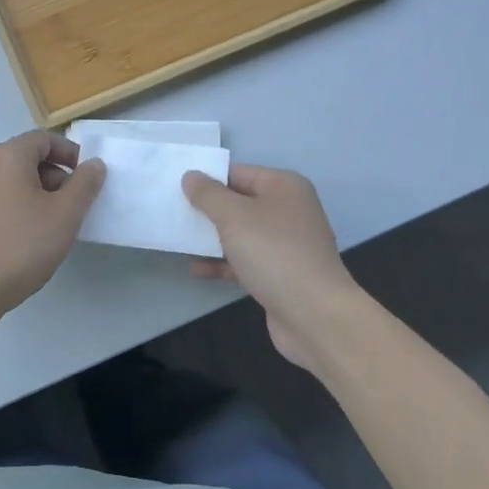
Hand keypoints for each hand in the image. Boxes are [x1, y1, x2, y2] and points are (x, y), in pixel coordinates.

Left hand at [0, 131, 105, 327]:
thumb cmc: (24, 244)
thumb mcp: (66, 213)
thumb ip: (84, 184)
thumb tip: (93, 165)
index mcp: (8, 156)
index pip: (44, 139)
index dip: (70, 153)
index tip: (87, 178)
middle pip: (29, 159)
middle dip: (57, 177)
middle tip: (75, 205)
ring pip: (15, 182)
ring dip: (40, 195)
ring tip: (56, 225)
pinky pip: (2, 201)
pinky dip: (21, 209)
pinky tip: (31, 238)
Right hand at [182, 164, 364, 370]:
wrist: (315, 315)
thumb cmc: (274, 253)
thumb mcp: (234, 216)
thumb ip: (208, 194)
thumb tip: (191, 176)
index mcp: (284, 187)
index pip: (238, 174)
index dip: (208, 180)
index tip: (177, 191)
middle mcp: (289, 211)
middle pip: (239, 203)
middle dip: (207, 211)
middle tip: (174, 216)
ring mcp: (286, 245)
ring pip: (240, 234)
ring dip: (211, 239)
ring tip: (178, 243)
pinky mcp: (280, 274)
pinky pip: (245, 260)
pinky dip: (223, 263)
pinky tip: (197, 269)